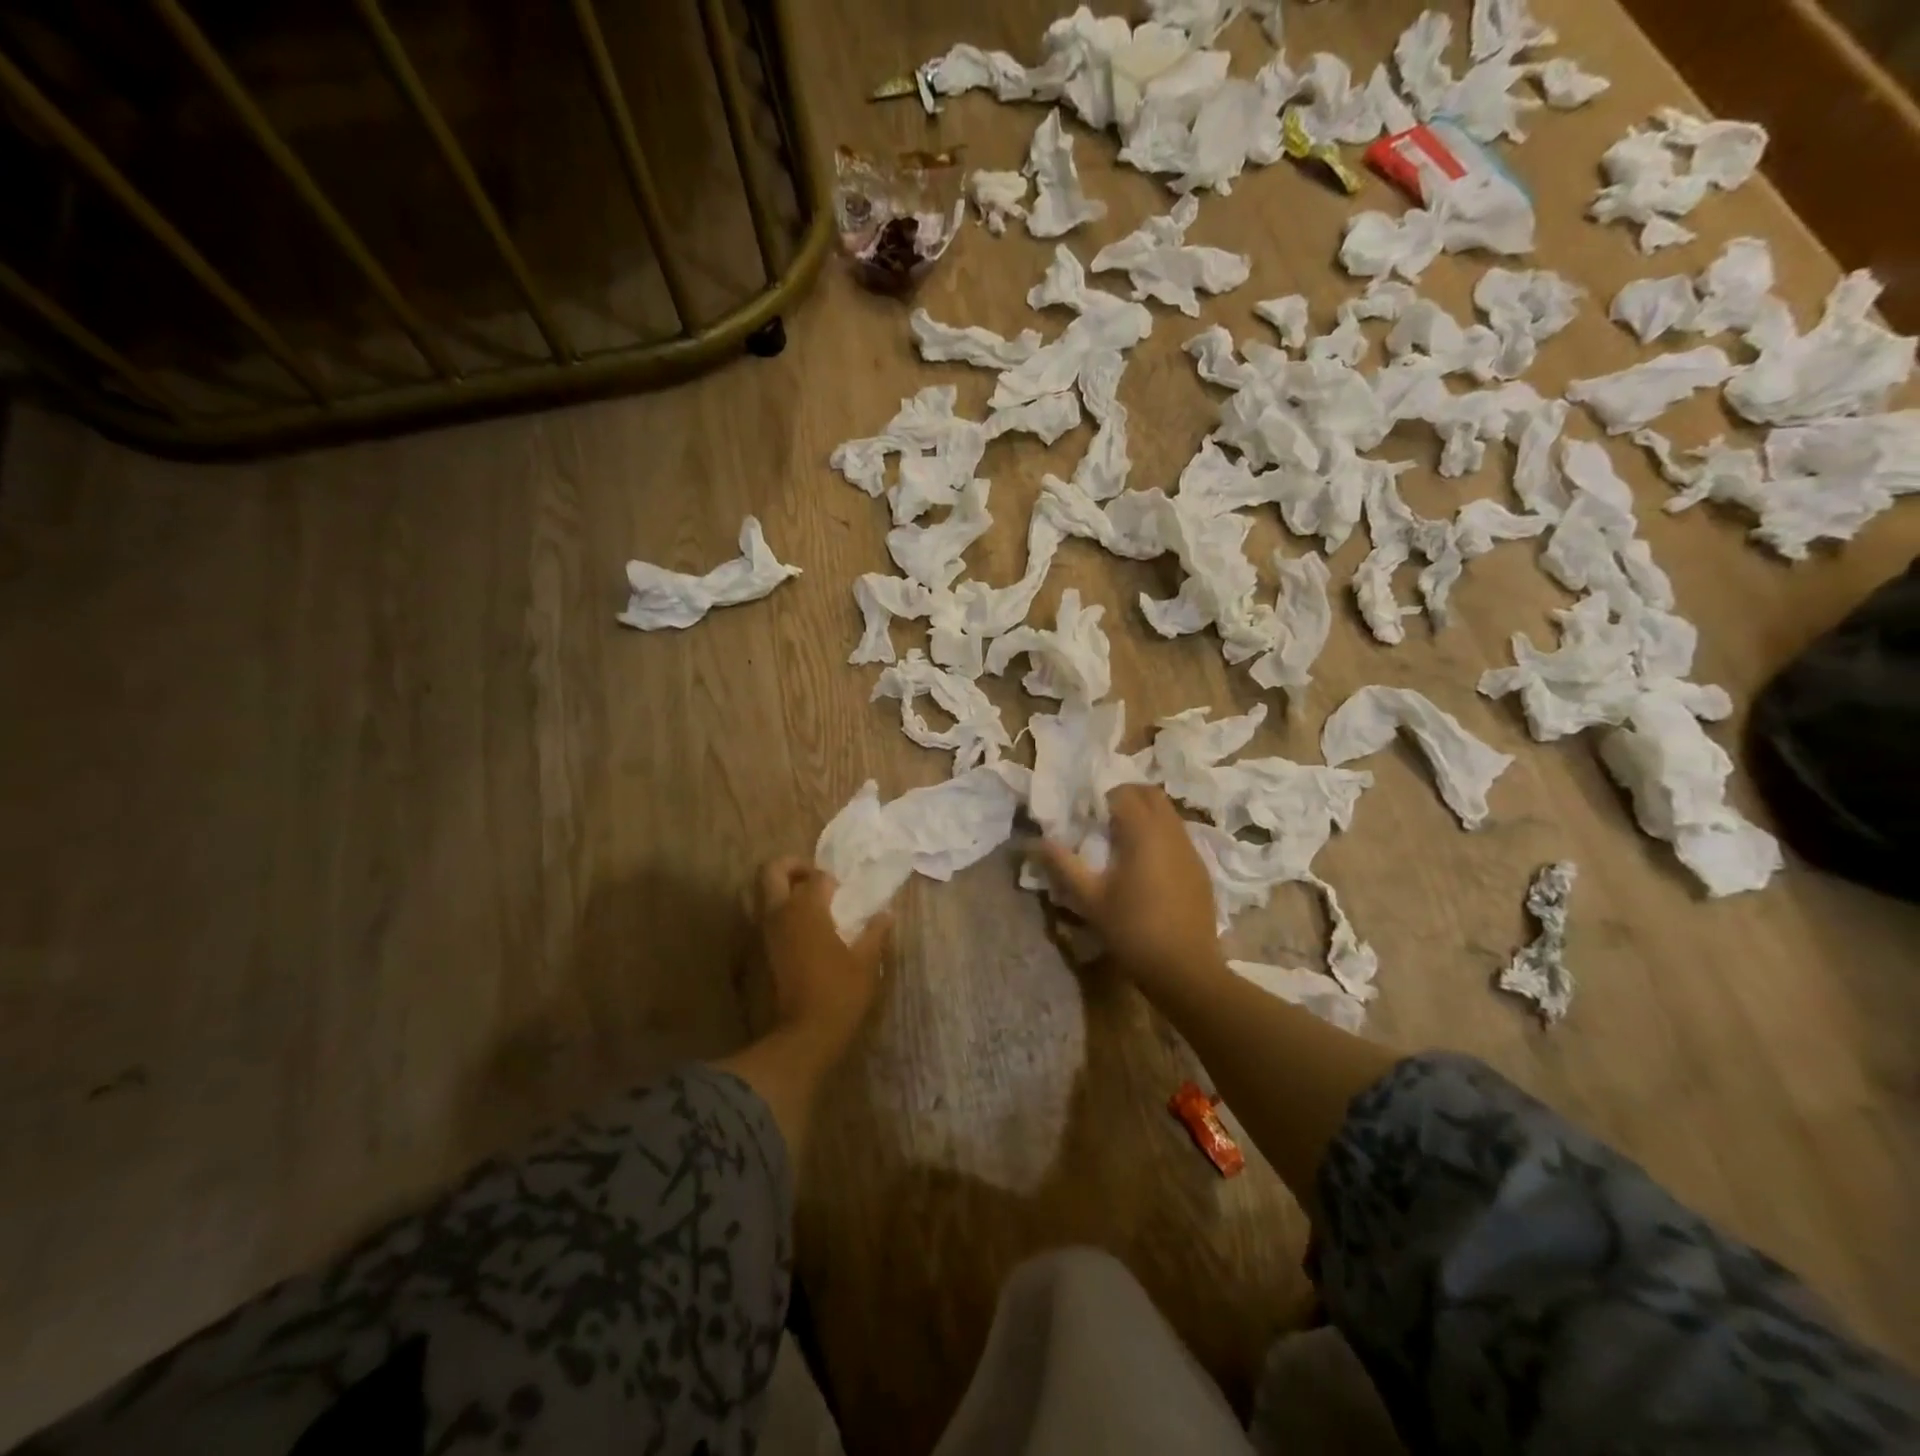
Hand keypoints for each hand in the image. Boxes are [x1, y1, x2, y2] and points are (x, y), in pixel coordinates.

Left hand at [755, 858, 890, 1051]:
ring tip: (803, 906)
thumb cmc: (839, 994)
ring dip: (778, 892)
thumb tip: (885, 914)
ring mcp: (760, 934)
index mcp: (806, 908)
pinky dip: (773, 918)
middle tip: (812, 879)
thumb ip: (875, 932)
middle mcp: (778, 913)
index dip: (832, 881)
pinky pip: (758, 922)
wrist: (801, 1037)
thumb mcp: (866, 962)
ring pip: (758, 896)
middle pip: (772, 871)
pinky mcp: (753, 955)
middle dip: (791, 867)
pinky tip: (795, 934)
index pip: (817, 877)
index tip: (844, 893)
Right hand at [1034, 785, 1226, 998]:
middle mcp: (1172, 832)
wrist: (1185, 970)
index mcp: (1144, 832)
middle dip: (1126, 797)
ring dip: (1145, 816)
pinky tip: (1145, 867)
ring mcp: (1191, 850)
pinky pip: (1178, 836)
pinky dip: (1160, 836)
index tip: (1085, 816)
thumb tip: (1034, 842)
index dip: (1101, 798)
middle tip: (1102, 820)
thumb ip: (1062, 864)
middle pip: (1151, 794)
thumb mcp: (1090, 899)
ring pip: (1168, 814)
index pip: (1123, 793)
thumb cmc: (1133, 930)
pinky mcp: (1200, 869)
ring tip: (1121, 843)